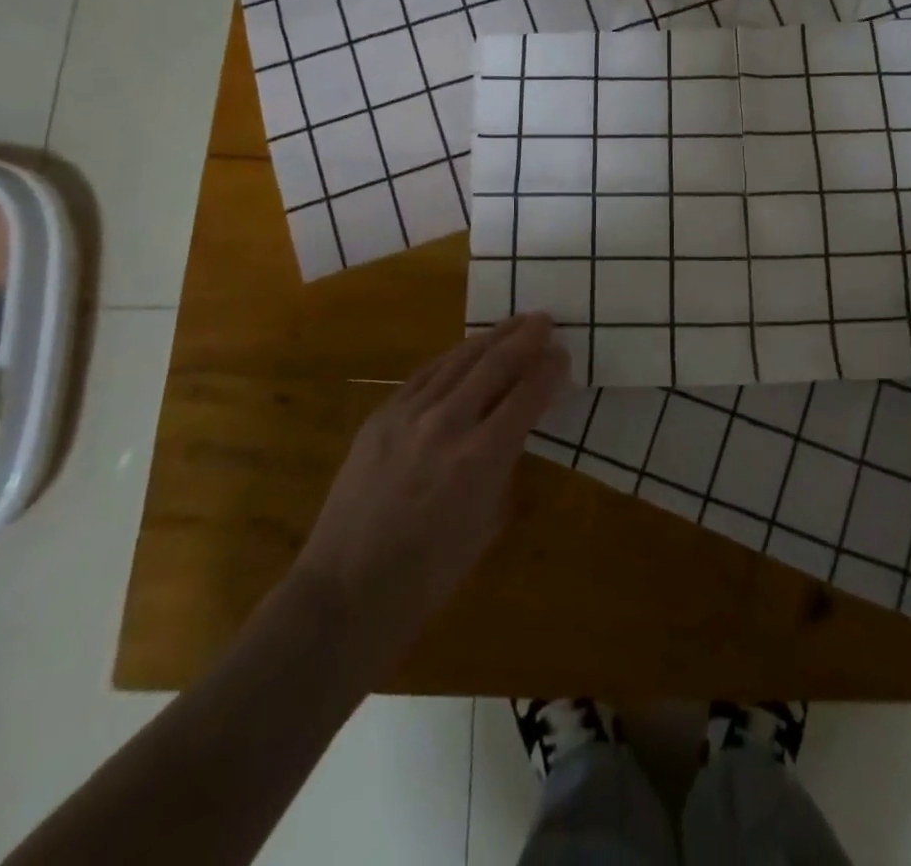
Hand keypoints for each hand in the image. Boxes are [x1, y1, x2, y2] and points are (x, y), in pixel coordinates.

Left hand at [292, 314, 568, 647]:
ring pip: (458, 360)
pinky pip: (424, 374)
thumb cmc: (429, 573)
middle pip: (494, 365)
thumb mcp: (487, 522)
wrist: (347, 589)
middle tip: (544, 320)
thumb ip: (505, 465)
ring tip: (513, 323)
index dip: (549, 371)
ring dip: (490, 338)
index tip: (563, 353)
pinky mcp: (380, 416)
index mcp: (480, 458)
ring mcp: (408, 415)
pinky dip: (452, 358)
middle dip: (524, 339)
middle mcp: (446, 424)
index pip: (526, 396)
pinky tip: (465, 350)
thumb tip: (514, 429)